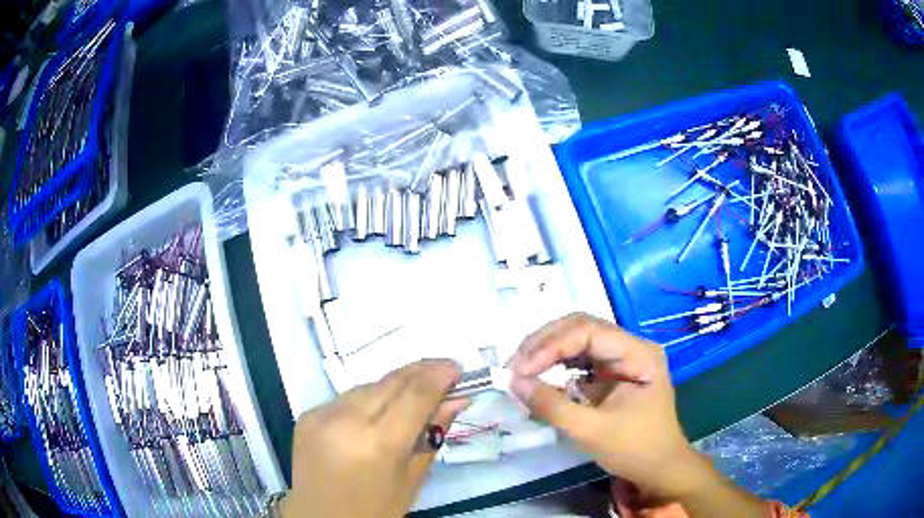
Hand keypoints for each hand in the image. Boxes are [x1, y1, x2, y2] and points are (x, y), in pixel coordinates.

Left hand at [280, 359, 469, 517]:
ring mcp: (321, 415)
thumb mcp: (412, 479)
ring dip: (395, 386)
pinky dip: (370, 400)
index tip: (458, 369)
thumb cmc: (375, 510)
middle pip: (390, 381)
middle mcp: (345, 420)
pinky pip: (348, 397)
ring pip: (369, 386)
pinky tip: (380, 413)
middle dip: (421, 372)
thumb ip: (433, 435)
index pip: (414, 394)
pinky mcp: (307, 415)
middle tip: (444, 373)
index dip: (439, 375)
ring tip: (414, 397)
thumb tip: (457, 399)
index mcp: (376, 444)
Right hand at [506, 313, 698, 500]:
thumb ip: (552, 405)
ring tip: (520, 370)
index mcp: (639, 353)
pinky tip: (538, 376)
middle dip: (544, 344)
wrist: (659, 468)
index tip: (519, 370)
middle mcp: (631, 346)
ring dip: (546, 352)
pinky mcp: (612, 372)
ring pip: (577, 340)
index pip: (588, 331)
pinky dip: (556, 365)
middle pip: (581, 328)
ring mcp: (622, 358)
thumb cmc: (635, 449)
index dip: (550, 346)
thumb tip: (513, 382)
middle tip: (513, 366)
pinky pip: (579, 359)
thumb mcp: (591, 431)